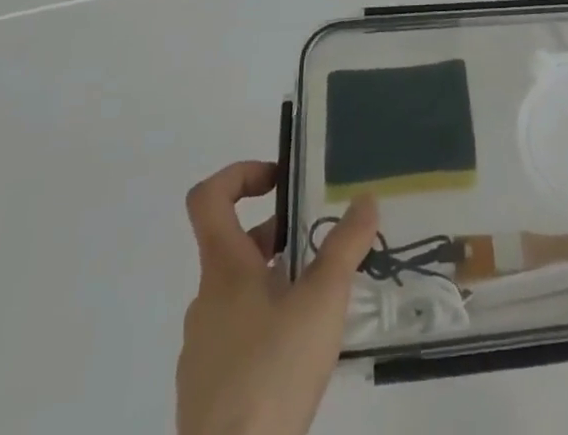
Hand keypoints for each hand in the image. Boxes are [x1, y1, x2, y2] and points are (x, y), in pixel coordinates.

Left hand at [176, 161, 378, 434]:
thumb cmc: (273, 370)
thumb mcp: (322, 299)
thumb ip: (345, 245)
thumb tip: (366, 198)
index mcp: (224, 268)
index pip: (208, 197)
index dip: (239, 174)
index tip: (279, 181)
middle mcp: (205, 300)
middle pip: (234, 247)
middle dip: (276, 238)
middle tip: (319, 248)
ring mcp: (201, 349)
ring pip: (237, 296)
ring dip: (274, 286)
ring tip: (318, 304)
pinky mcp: (206, 392)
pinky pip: (235, 340)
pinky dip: (264, 331)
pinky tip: (297, 356)